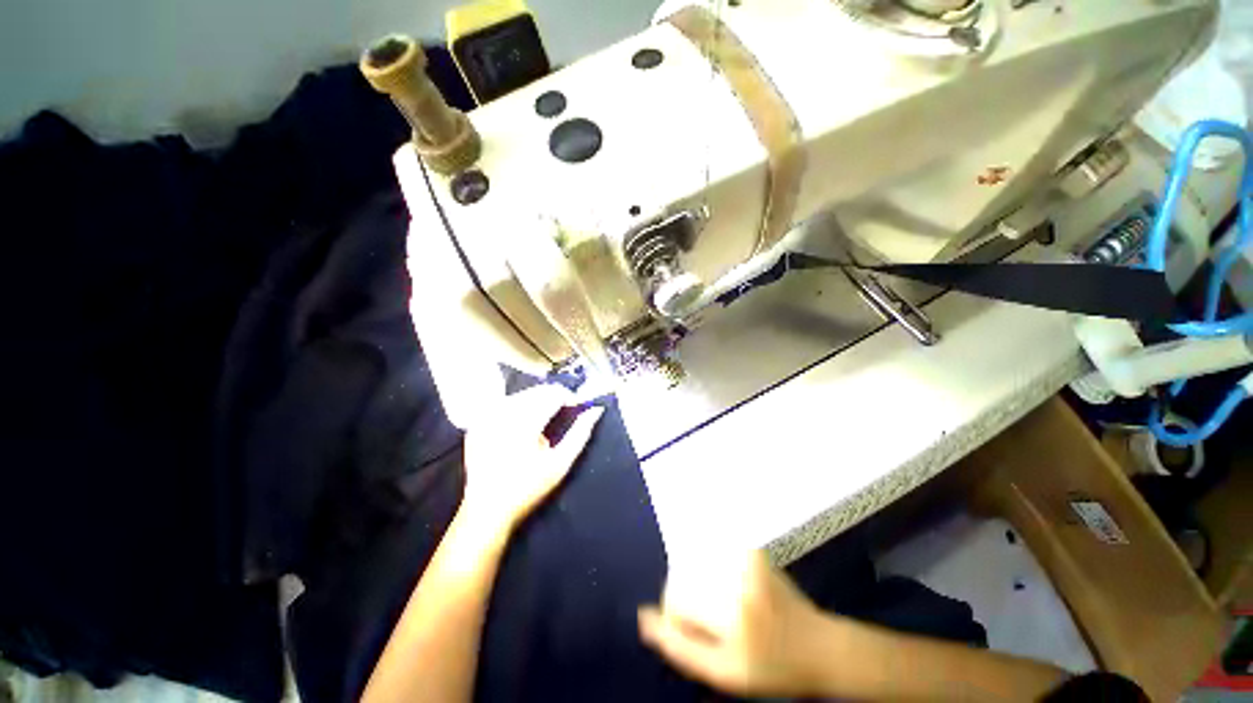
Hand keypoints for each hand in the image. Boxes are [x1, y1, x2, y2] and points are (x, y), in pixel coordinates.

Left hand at [462, 386, 602, 530]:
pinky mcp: (478, 422)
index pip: (553, 393)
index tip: (576, 408)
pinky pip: (505, 404)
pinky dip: (519, 408)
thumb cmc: (528, 488)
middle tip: (562, 416)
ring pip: (522, 394)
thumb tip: (596, 409)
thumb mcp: (561, 463)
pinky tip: (522, 426)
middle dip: (554, 398)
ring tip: (543, 423)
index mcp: (524, 423)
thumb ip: (581, 433)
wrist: (487, 510)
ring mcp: (486, 417)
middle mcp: (503, 413)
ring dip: (538, 401)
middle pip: (537, 391)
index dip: (569, 397)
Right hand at [638, 551, 824, 697]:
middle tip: (708, 621)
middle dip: (685, 598)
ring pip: (697, 560)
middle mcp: (738, 580)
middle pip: (684, 576)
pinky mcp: (753, 549)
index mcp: (731, 616)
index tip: (690, 631)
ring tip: (721, 606)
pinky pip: (715, 549)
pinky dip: (710, 561)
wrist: (820, 647)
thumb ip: (680, 648)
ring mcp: (747, 559)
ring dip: (698, 580)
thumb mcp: (725, 674)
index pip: (676, 600)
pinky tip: (728, 584)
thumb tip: (643, 617)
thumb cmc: (772, 668)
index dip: (674, 617)